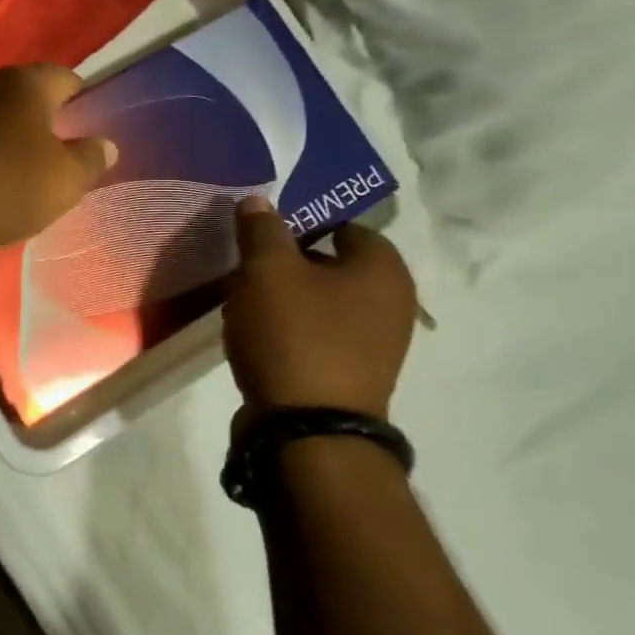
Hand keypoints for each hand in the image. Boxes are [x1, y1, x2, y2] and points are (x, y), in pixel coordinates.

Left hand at [0, 65, 115, 264]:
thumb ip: (91, 158)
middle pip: (30, 95)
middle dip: (47, 121)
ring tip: (26, 171)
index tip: (89, 135)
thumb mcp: (65, 181)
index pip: (68, 79)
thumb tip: (106, 144)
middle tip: (61, 156)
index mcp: (26, 82)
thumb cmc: (8, 186)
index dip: (84, 104)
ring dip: (12, 136)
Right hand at [224, 197, 417, 428]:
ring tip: (243, 303)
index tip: (261, 235)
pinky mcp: (352, 377)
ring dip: (283, 300)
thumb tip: (258, 202)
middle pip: (329, 265)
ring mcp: (375, 346)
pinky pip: (316, 337)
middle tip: (246, 267)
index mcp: (384, 269)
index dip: (299, 224)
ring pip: (319, 303)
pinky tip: (256, 337)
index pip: (342, 225)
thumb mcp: (268, 269)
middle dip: (286, 263)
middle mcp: (391, 304)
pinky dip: (289, 332)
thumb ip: (263, 229)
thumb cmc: (294, 334)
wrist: (307, 432)